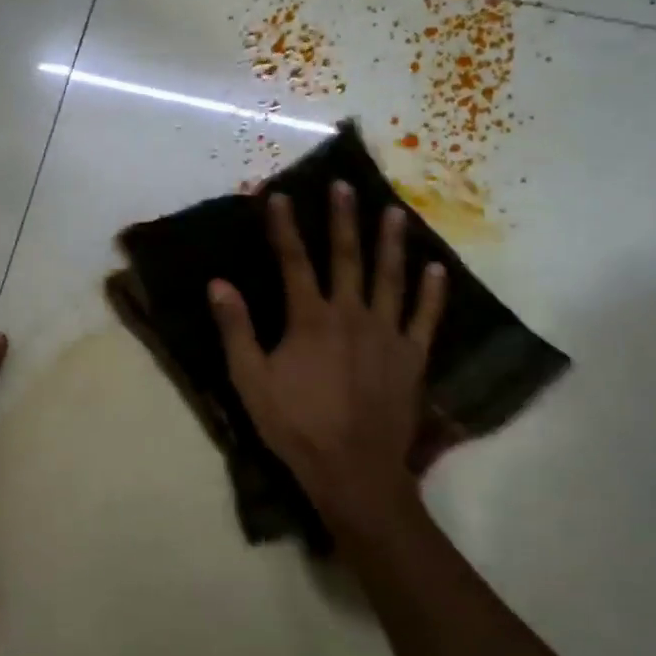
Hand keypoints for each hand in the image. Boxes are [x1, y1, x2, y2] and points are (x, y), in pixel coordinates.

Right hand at [208, 184, 448, 542]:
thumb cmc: (295, 425)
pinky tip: (436, 269)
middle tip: (344, 186)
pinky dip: (432, 293)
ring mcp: (387, 334)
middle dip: (342, 219)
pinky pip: (425, 318)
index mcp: (310, 319)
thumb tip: (218, 283)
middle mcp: (351, 315)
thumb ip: (236, 329)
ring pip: (390, 278)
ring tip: (393, 212)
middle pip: (346, 257)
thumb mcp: (250, 380)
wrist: (353, 470)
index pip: (294, 261)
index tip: (280, 196)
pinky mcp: (412, 357)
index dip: (285, 227)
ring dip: (390, 243)